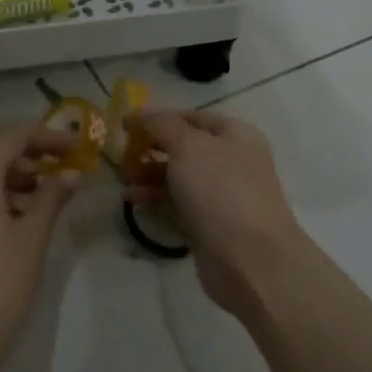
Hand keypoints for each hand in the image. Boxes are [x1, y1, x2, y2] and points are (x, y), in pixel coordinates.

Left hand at [0, 121, 79, 371]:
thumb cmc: (1, 282)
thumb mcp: (33, 236)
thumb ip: (52, 197)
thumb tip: (71, 174)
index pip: (11, 137)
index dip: (46, 137)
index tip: (75, 149)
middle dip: (8, 138)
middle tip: (40, 159)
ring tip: (33, 190)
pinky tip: (10, 213)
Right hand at [127, 110, 307, 320]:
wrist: (250, 258)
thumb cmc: (220, 191)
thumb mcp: (189, 146)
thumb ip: (161, 125)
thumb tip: (138, 112)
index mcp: (235, 135)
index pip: (191, 118)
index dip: (158, 119)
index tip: (125, 127)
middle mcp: (232, 161)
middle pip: (184, 148)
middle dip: (151, 150)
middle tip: (121, 157)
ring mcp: (222, 195)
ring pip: (179, 178)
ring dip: (149, 176)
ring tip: (123, 182)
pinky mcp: (210, 225)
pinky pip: (179, 205)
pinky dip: (157, 200)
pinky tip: (134, 202)